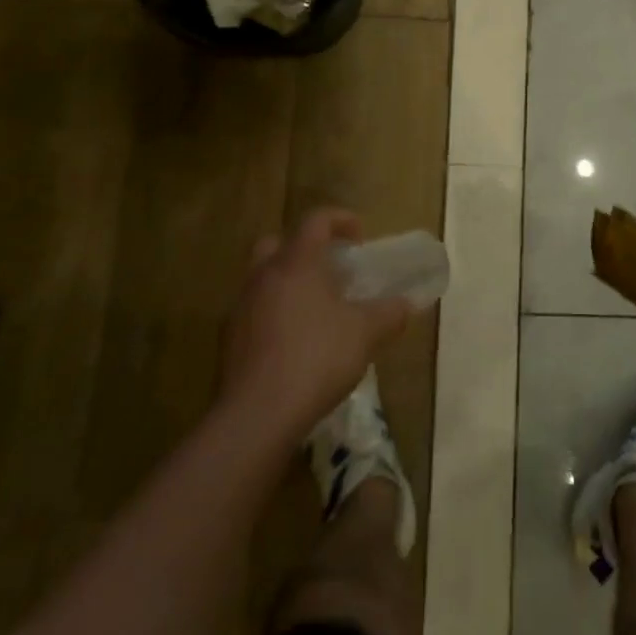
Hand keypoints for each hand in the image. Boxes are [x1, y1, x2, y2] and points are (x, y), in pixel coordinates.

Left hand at [217, 209, 410, 449]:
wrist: (258, 415)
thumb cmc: (316, 358)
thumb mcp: (365, 334)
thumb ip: (388, 314)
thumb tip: (407, 304)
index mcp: (297, 262)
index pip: (316, 220)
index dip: (340, 219)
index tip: (359, 237)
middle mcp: (264, 275)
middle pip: (278, 243)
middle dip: (303, 249)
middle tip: (327, 270)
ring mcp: (241, 307)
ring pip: (262, 279)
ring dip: (286, 284)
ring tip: (313, 310)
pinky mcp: (228, 341)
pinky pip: (253, 313)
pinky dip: (272, 316)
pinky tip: (292, 343)